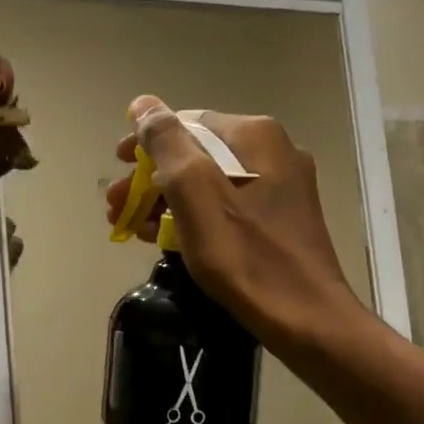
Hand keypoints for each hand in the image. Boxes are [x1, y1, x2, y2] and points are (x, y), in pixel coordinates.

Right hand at [104, 96, 359, 351]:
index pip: (184, 124)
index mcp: (254, 135)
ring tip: (132, 228)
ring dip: (166, 200)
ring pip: (208, 182)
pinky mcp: (281, 218)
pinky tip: (166, 238)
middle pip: (195, 154)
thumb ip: (166, 143)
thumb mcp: (195, 192)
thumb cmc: (245, 254)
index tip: (116, 169)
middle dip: (150, 179)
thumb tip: (143, 104)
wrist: (307, 320)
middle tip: (116, 206)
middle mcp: (272, 150)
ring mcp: (281, 185)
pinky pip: (226, 204)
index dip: (144, 145)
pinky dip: (193, 216)